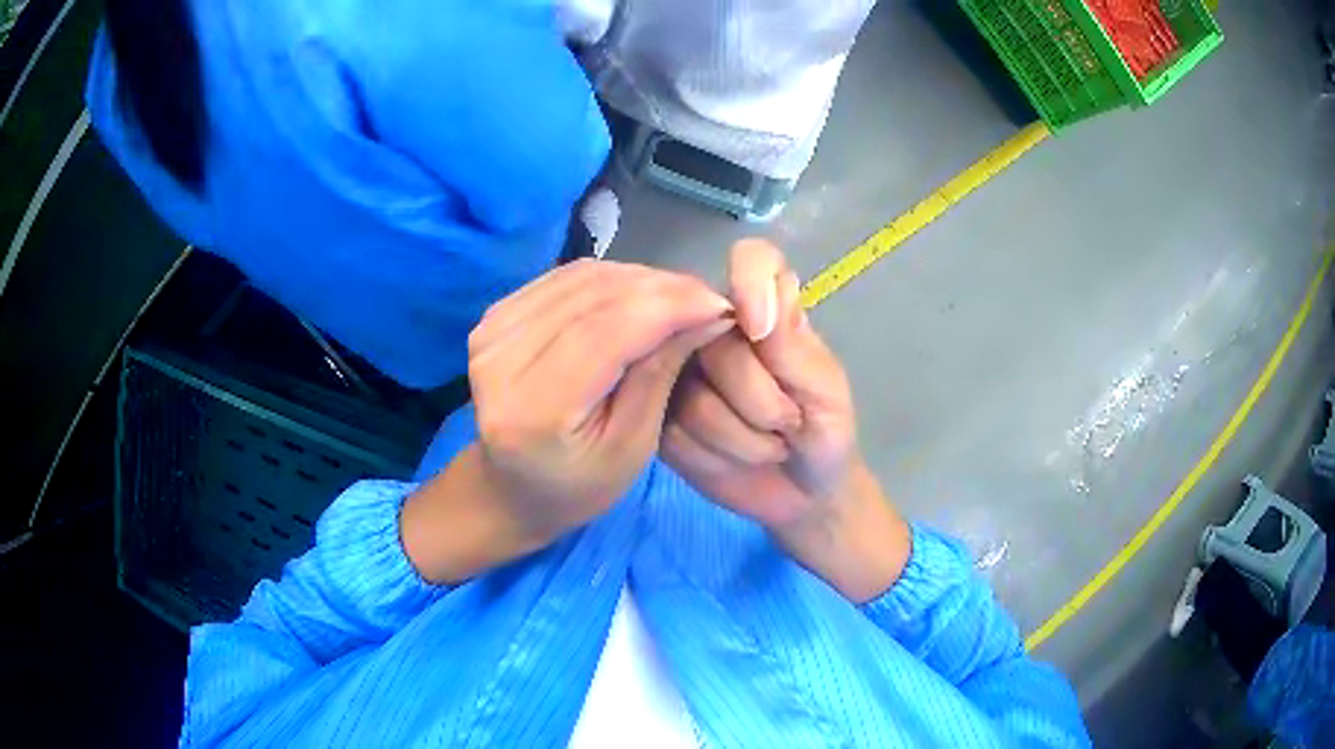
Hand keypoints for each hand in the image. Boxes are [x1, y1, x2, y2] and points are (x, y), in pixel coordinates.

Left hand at [402, 259, 732, 582]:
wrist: (509, 487)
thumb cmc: (578, 485)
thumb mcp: (632, 447)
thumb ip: (660, 374)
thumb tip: (706, 312)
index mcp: (533, 408)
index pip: (605, 331)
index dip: (667, 307)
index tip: (720, 304)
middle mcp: (500, 359)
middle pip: (592, 297)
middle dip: (661, 289)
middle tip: (708, 298)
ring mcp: (492, 331)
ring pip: (581, 278)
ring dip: (640, 279)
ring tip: (681, 297)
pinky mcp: (495, 315)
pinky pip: (565, 278)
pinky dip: (611, 279)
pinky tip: (641, 294)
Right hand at [665, 239, 856, 532]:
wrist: (805, 496)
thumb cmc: (825, 433)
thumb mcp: (824, 389)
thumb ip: (790, 343)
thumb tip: (745, 306)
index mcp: (766, 309)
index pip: (752, 259)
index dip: (750, 283)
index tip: (761, 332)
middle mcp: (716, 331)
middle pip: (715, 342)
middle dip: (760, 399)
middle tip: (788, 423)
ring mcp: (682, 373)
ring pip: (693, 397)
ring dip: (743, 437)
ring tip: (767, 445)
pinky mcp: (661, 417)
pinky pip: (675, 432)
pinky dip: (715, 455)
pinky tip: (732, 459)